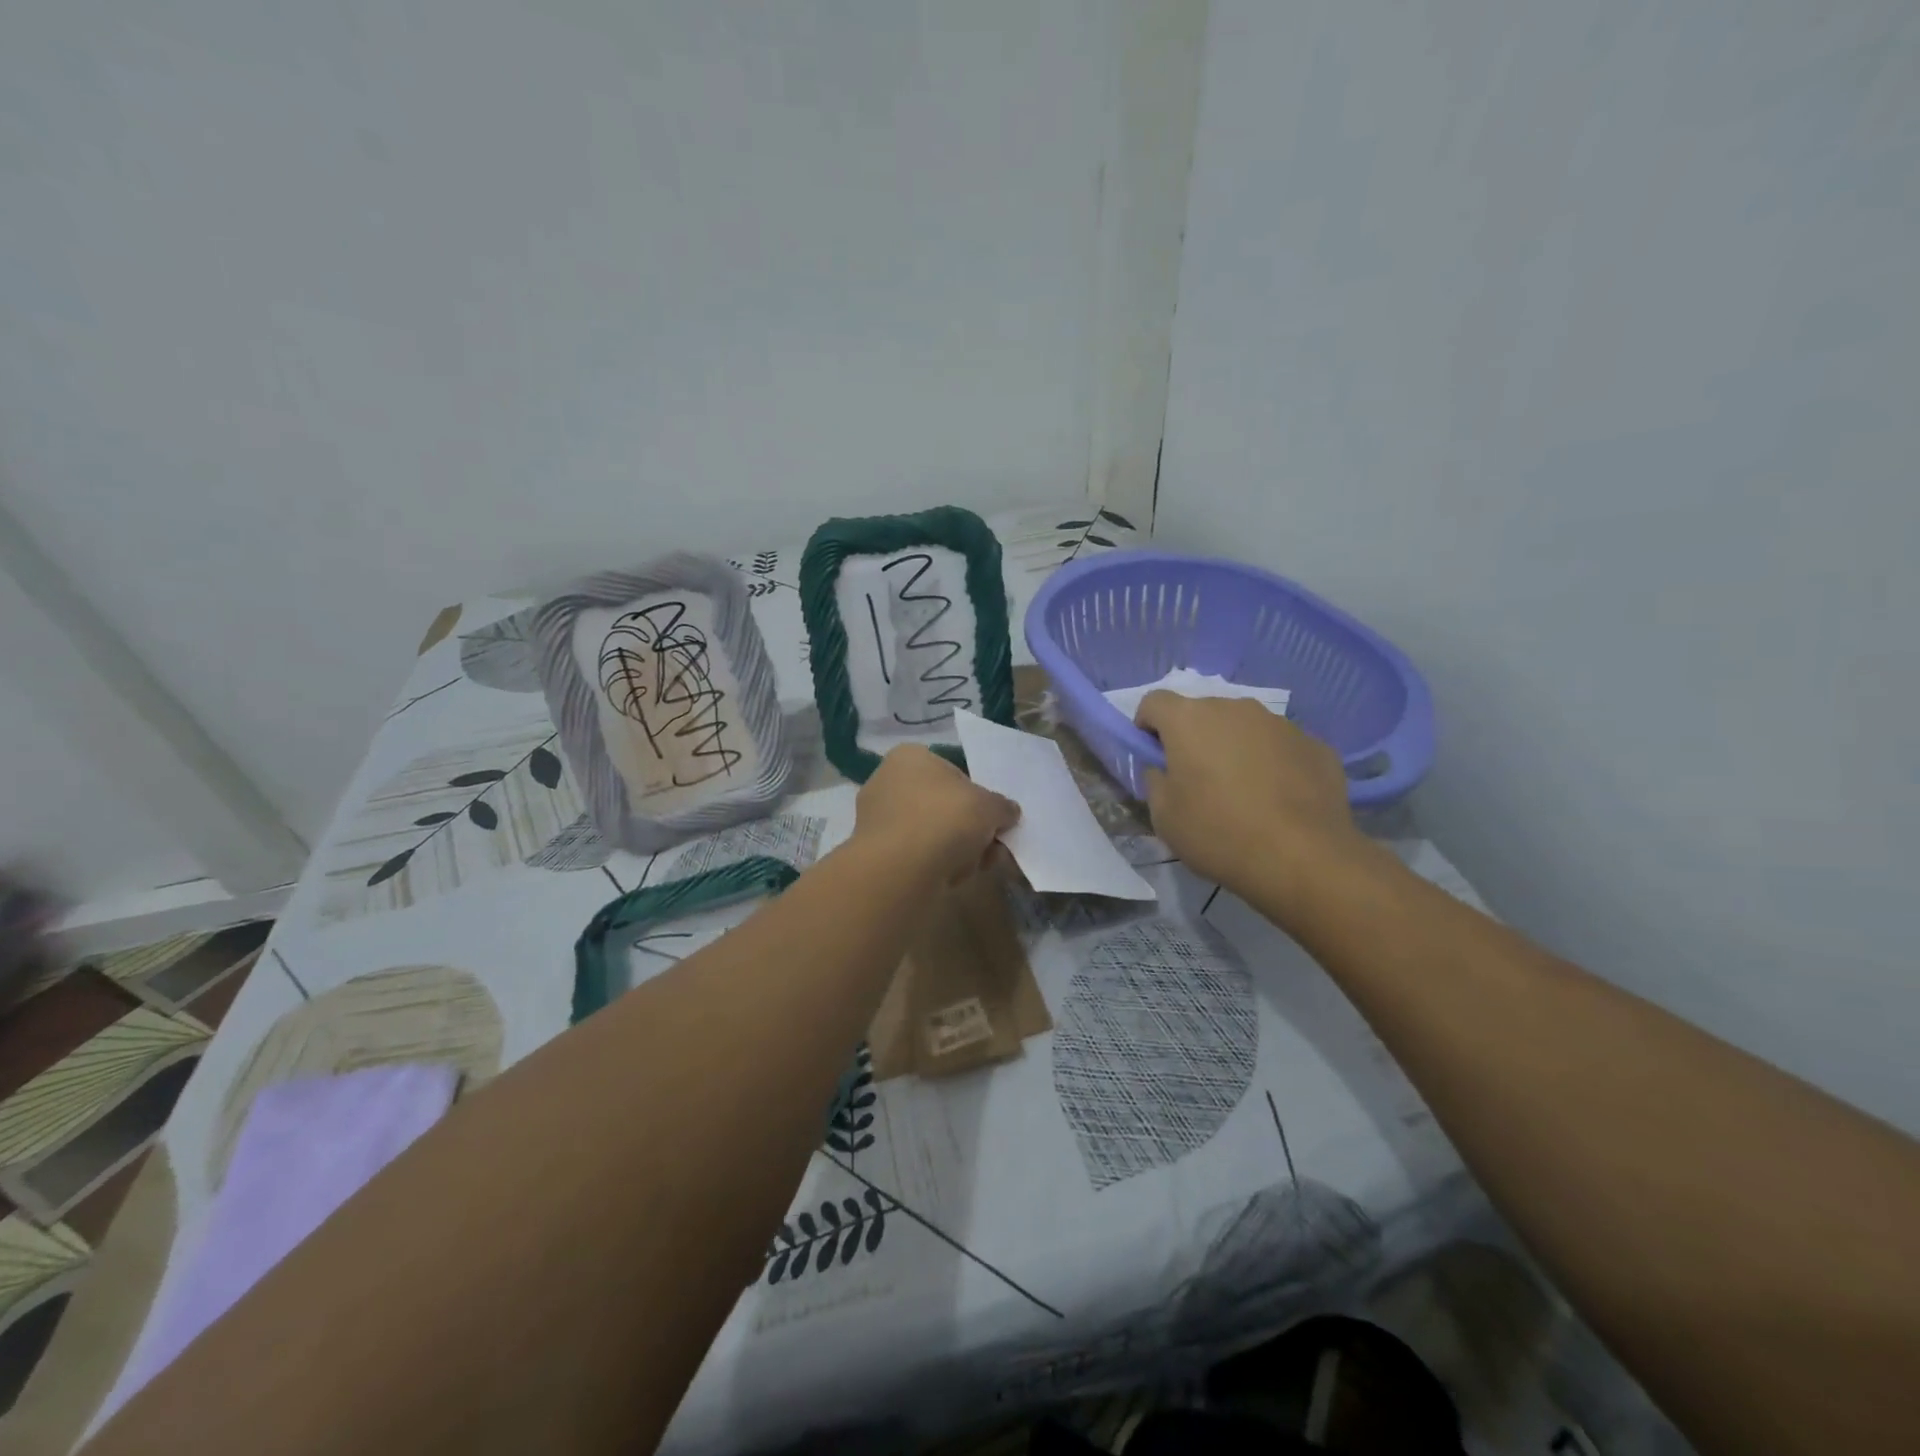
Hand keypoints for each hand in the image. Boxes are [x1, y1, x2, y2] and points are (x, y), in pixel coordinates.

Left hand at [853, 745, 1019, 885]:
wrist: (899, 870)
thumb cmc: (945, 819)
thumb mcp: (989, 806)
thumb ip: (1002, 806)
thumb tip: (1008, 811)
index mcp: (910, 757)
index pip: (953, 771)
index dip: (978, 795)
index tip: (994, 817)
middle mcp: (888, 781)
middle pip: (944, 805)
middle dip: (970, 827)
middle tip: (992, 845)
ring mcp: (878, 819)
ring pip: (932, 832)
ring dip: (958, 849)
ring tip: (977, 865)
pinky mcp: (876, 853)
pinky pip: (917, 855)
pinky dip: (937, 865)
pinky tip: (953, 878)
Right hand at [1135, 693, 1366, 900]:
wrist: (1303, 858)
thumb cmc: (1218, 833)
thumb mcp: (1163, 815)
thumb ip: (1155, 779)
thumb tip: (1164, 768)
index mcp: (1189, 719)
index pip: (1153, 702)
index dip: (1147, 727)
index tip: (1155, 759)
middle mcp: (1234, 708)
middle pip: (1202, 712)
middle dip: (1193, 738)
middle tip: (1197, 781)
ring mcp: (1280, 723)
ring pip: (1243, 727)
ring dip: (1234, 748)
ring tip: (1242, 793)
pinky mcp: (1315, 744)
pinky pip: (1280, 746)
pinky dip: (1272, 763)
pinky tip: (1278, 800)